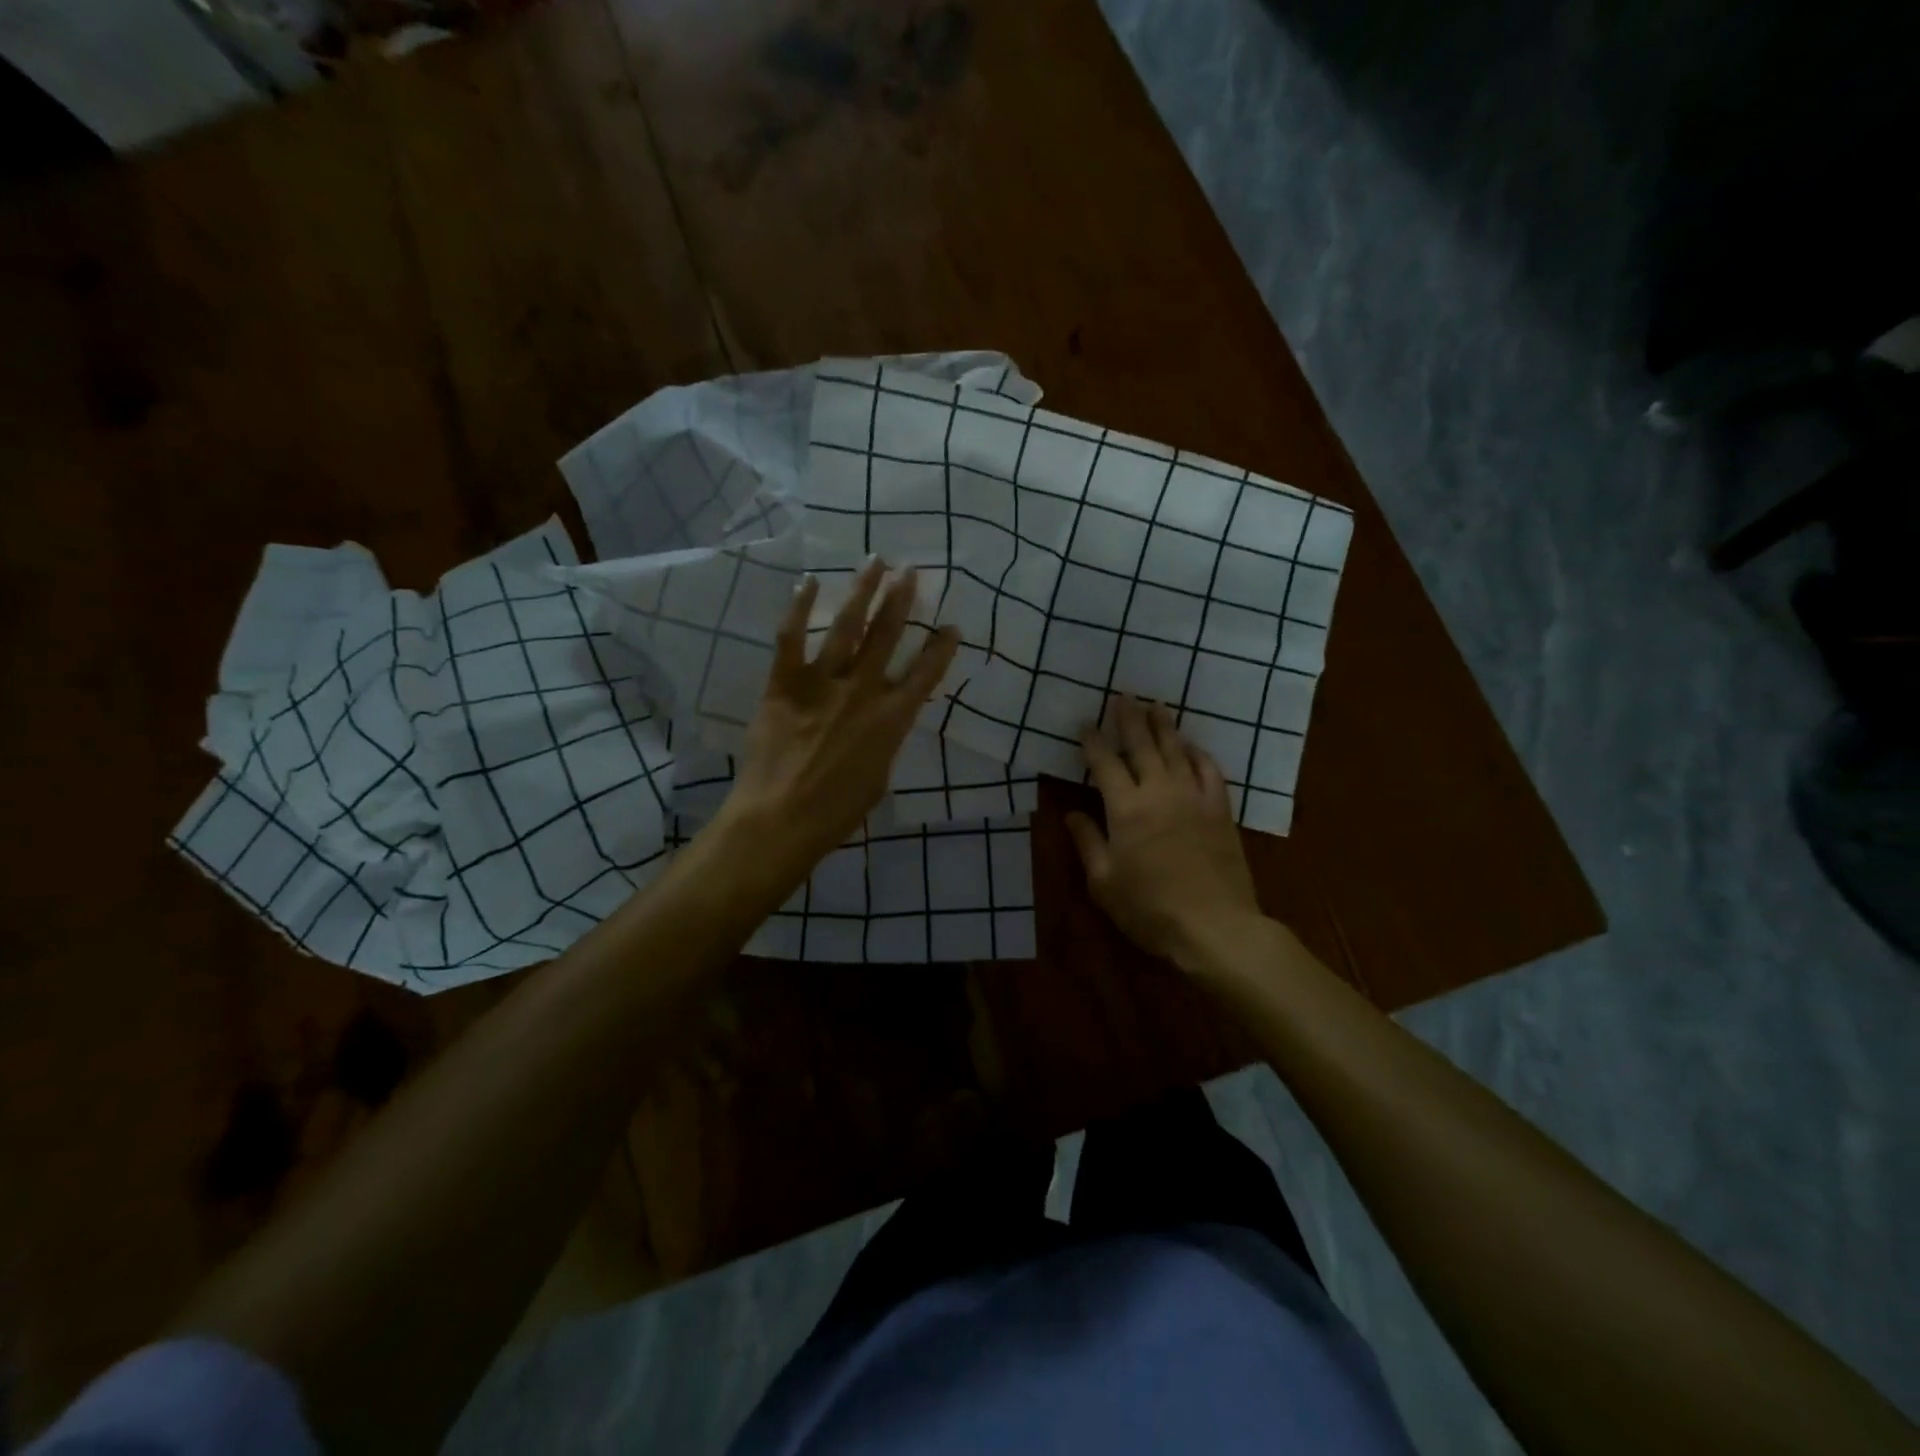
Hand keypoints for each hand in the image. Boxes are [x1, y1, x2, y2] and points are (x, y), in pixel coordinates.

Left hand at [720, 558, 958, 883]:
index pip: (926, 675)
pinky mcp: (785, 683)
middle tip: (911, 571)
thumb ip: (884, 742)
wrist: (780, 819)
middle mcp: (863, 691)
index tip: (952, 626)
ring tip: (875, 562)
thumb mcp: (878, 780)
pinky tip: (809, 582)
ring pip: (848, 626)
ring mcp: (823, 683)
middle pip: (888, 636)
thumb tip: (880, 723)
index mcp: (892, 720)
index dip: (941, 649)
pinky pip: (791, 637)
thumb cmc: (835, 813)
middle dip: (902, 600)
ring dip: (863, 591)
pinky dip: (799, 608)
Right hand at [1068, 698, 1263, 972]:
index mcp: (1126, 808)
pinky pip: (1210, 770)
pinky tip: (1193, 746)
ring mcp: (1194, 797)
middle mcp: (1159, 791)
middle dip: (1129, 718)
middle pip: (1142, 745)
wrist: (1215, 926)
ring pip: (1177, 750)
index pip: (1104, 764)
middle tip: (1122, 694)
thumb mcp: (1104, 882)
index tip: (1085, 724)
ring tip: (1155, 704)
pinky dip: (1199, 753)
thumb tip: (1071, 813)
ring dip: (1164, 725)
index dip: (1093, 742)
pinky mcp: (1220, 810)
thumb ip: (1088, 842)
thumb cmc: (1150, 908)